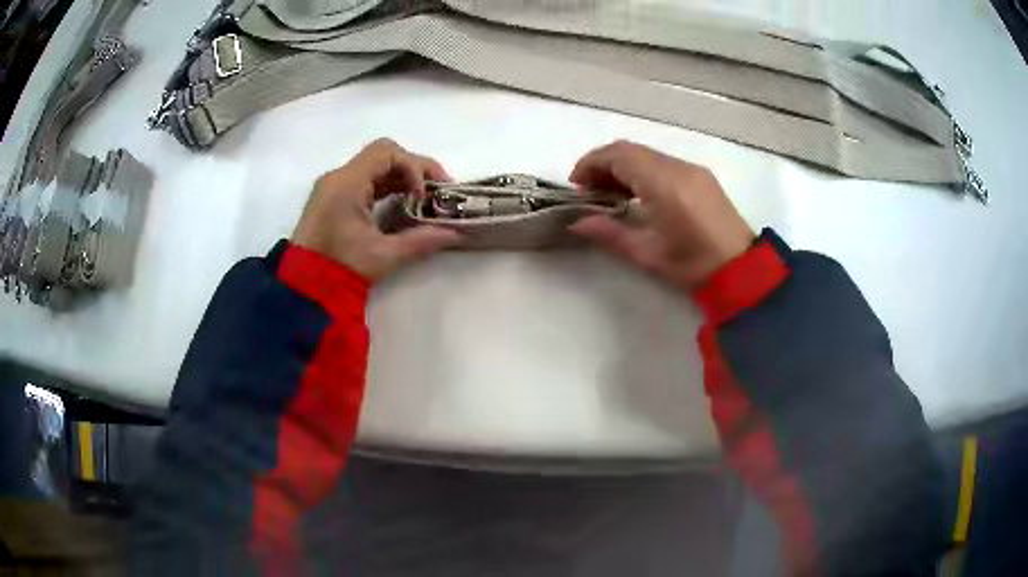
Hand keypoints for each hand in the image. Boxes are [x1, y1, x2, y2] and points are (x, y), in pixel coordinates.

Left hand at [292, 139, 460, 281]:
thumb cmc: (341, 268)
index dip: (414, 167)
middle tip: (435, 191)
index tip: (426, 195)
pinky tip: (401, 204)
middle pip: (382, 155)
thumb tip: (454, 234)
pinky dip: (385, 187)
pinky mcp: (331, 199)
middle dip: (413, 169)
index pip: (387, 153)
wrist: (303, 289)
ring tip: (422, 200)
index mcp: (346, 183)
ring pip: (374, 167)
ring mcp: (332, 187)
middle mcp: (337, 177)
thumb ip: (421, 240)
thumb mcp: (384, 255)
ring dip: (400, 178)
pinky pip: (363, 181)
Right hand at [569, 140, 754, 290]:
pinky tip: (639, 196)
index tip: (576, 185)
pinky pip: (664, 163)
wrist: (743, 270)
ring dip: (623, 167)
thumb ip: (609, 233)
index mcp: (663, 182)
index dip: (590, 163)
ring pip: (647, 155)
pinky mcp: (701, 177)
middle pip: (631, 150)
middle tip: (589, 192)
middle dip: (604, 164)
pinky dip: (643, 171)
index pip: (618, 155)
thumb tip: (577, 223)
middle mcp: (677, 167)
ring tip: (610, 195)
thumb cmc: (694, 265)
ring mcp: (692, 170)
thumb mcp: (647, 253)